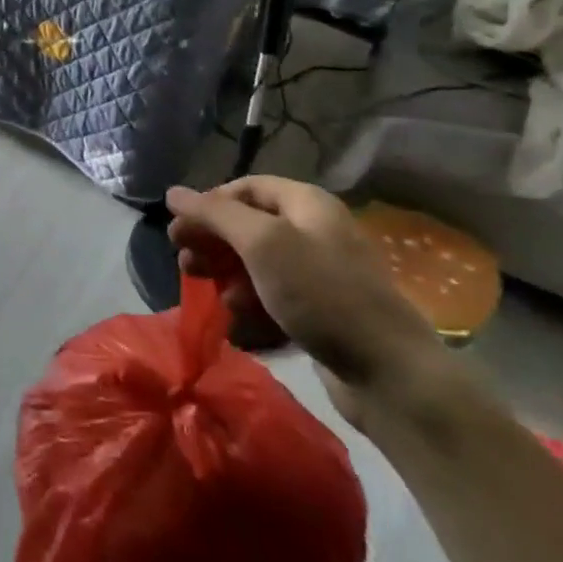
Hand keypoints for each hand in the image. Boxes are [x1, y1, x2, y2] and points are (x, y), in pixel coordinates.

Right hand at [166, 176, 448, 424]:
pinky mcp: (322, 310)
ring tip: (206, 291)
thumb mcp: (262, 244)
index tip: (180, 229)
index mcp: (307, 204)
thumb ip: (215, 214)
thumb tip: (173, 193)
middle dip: (213, 241)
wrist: (390, 374)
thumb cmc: (322, 294)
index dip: (209, 203)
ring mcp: (321, 273)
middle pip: (249, 224)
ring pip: (258, 262)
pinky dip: (250, 300)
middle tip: (183, 261)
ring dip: (226, 273)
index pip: (246, 187)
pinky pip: (274, 294)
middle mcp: (315, 231)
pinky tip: (237, 316)